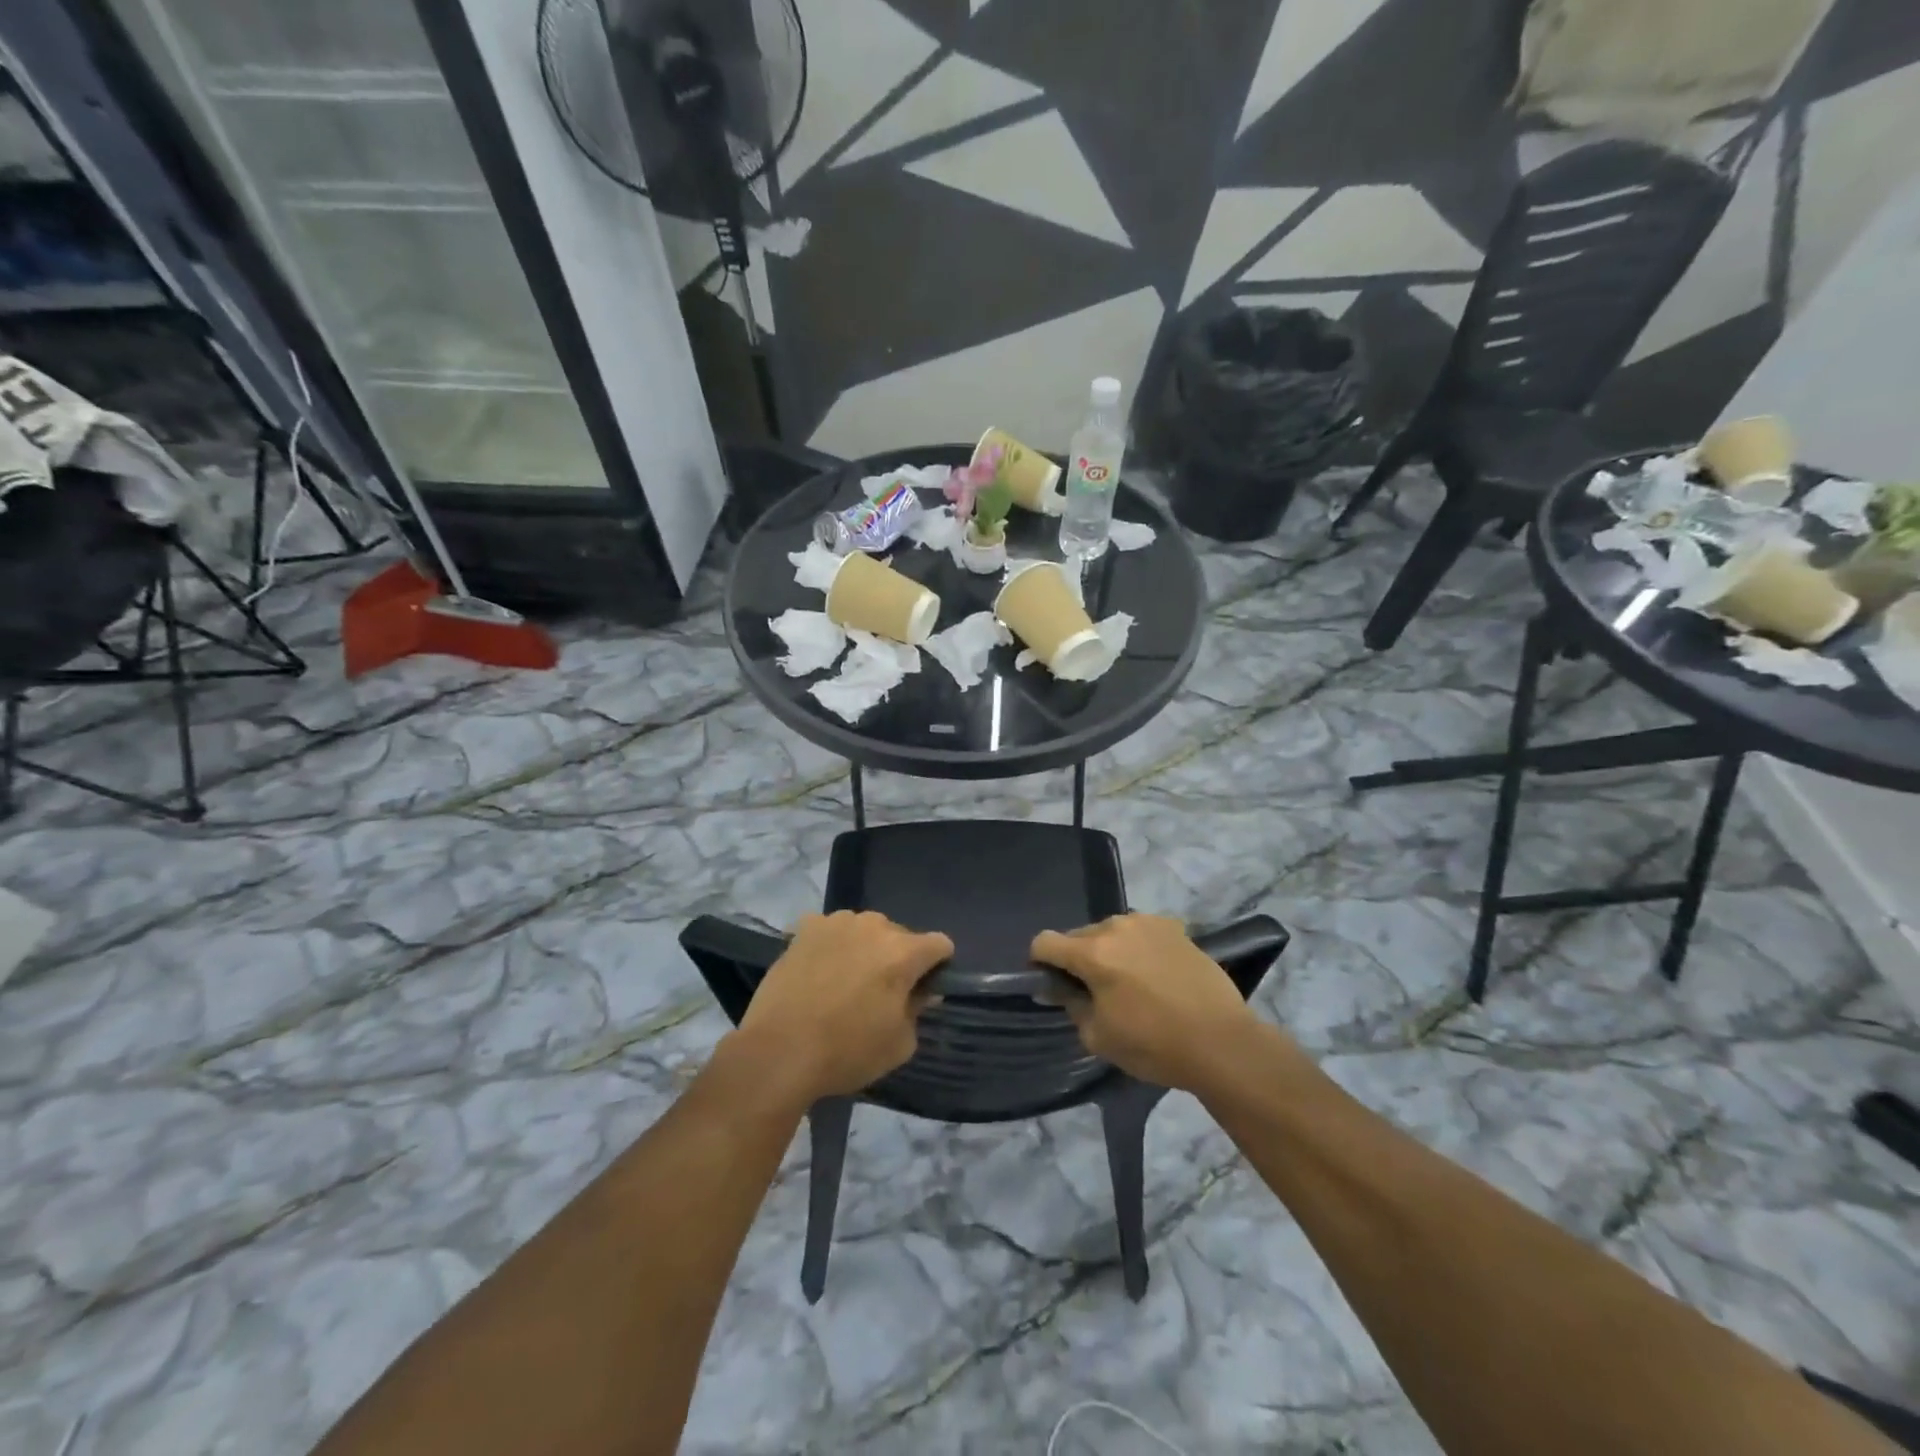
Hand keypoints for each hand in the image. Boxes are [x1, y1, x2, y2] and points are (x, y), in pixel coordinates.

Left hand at [733, 911, 952, 1101]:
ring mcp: (836, 922)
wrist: (780, 1051)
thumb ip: (917, 1010)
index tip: (924, 989)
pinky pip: (830, 930)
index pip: (940, 944)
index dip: (938, 966)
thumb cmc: (847, 1051)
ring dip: (864, 948)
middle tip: (881, 991)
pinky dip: (832, 945)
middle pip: (900, 935)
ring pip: (864, 929)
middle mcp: (874, 926)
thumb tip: (920, 993)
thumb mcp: (900, 1044)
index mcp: (904, 952)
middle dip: (898, 958)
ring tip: (845, 980)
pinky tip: (819, 970)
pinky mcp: (805, 928)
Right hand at [1032, 914, 1261, 1091]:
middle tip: (1093, 991)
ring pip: (1111, 931)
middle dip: (1077, 959)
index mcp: (1092, 952)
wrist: (1222, 1043)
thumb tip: (1061, 988)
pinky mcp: (1175, 928)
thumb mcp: (1098, 1037)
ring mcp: (1148, 923)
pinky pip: (1141, 932)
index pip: (1044, 942)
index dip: (1040, 963)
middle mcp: (1116, 926)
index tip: (1053, 985)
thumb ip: (1071, 1005)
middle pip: (1078, 935)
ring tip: (1128, 982)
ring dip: (1109, 950)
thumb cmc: (1154, 1045)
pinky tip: (1154, 974)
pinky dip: (1137, 947)